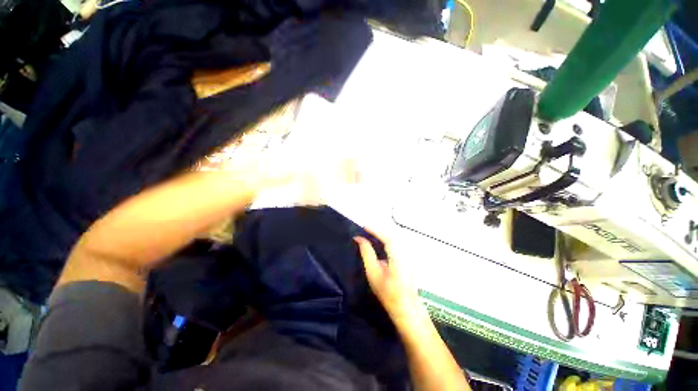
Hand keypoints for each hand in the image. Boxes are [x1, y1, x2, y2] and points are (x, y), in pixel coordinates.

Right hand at [354, 232, 427, 327]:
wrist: (406, 308)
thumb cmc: (387, 293)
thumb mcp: (373, 273)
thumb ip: (367, 253)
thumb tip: (359, 239)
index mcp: (398, 256)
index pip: (387, 237)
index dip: (375, 230)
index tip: (364, 226)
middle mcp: (405, 253)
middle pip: (392, 236)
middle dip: (378, 231)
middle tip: (365, 229)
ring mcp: (408, 256)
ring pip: (395, 240)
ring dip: (383, 235)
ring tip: (370, 234)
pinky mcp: (408, 259)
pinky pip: (396, 245)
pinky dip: (387, 241)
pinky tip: (380, 243)